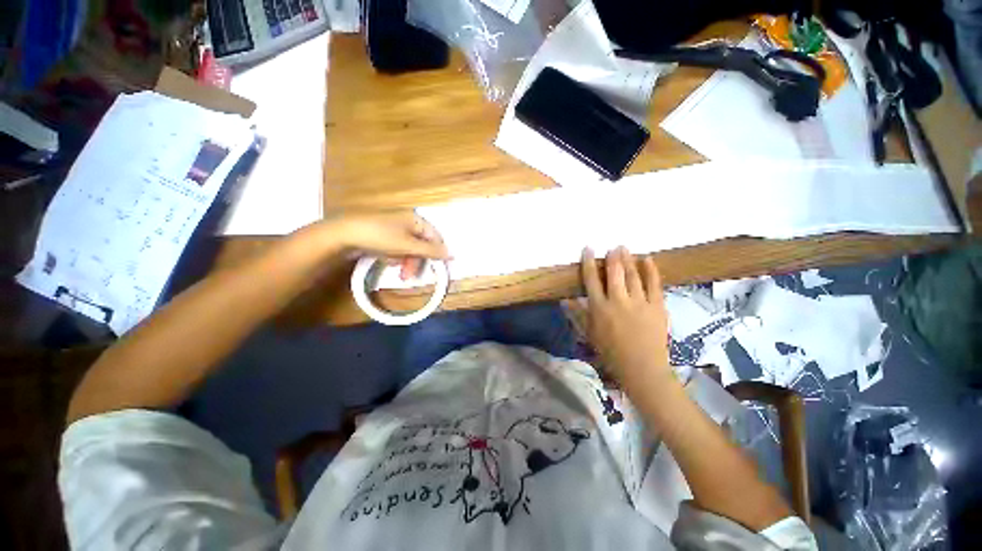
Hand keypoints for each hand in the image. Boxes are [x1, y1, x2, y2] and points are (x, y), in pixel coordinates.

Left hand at [323, 211, 449, 277]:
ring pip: (410, 249)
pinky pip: (398, 248)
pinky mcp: (384, 235)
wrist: (344, 234)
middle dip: (417, 261)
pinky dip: (395, 256)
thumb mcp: (408, 245)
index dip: (437, 254)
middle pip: (422, 244)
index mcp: (416, 219)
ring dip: (406, 261)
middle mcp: (407, 222)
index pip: (435, 238)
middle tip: (409, 276)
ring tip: (398, 272)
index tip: (435, 270)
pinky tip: (387, 260)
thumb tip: (452, 254)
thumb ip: (431, 251)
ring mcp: (395, 228)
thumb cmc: (381, 236)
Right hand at [580, 246, 670, 382]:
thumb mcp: (589, 333)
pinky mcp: (657, 306)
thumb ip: (577, 314)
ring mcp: (639, 302)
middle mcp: (618, 301)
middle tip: (612, 246)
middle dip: (612, 257)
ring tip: (625, 248)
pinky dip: (651, 270)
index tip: (588, 249)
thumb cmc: (610, 352)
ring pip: (632, 275)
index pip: (591, 279)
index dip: (589, 262)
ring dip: (628, 259)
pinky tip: (647, 259)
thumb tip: (564, 300)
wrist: (642, 368)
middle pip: (614, 273)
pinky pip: (654, 284)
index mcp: (599, 308)